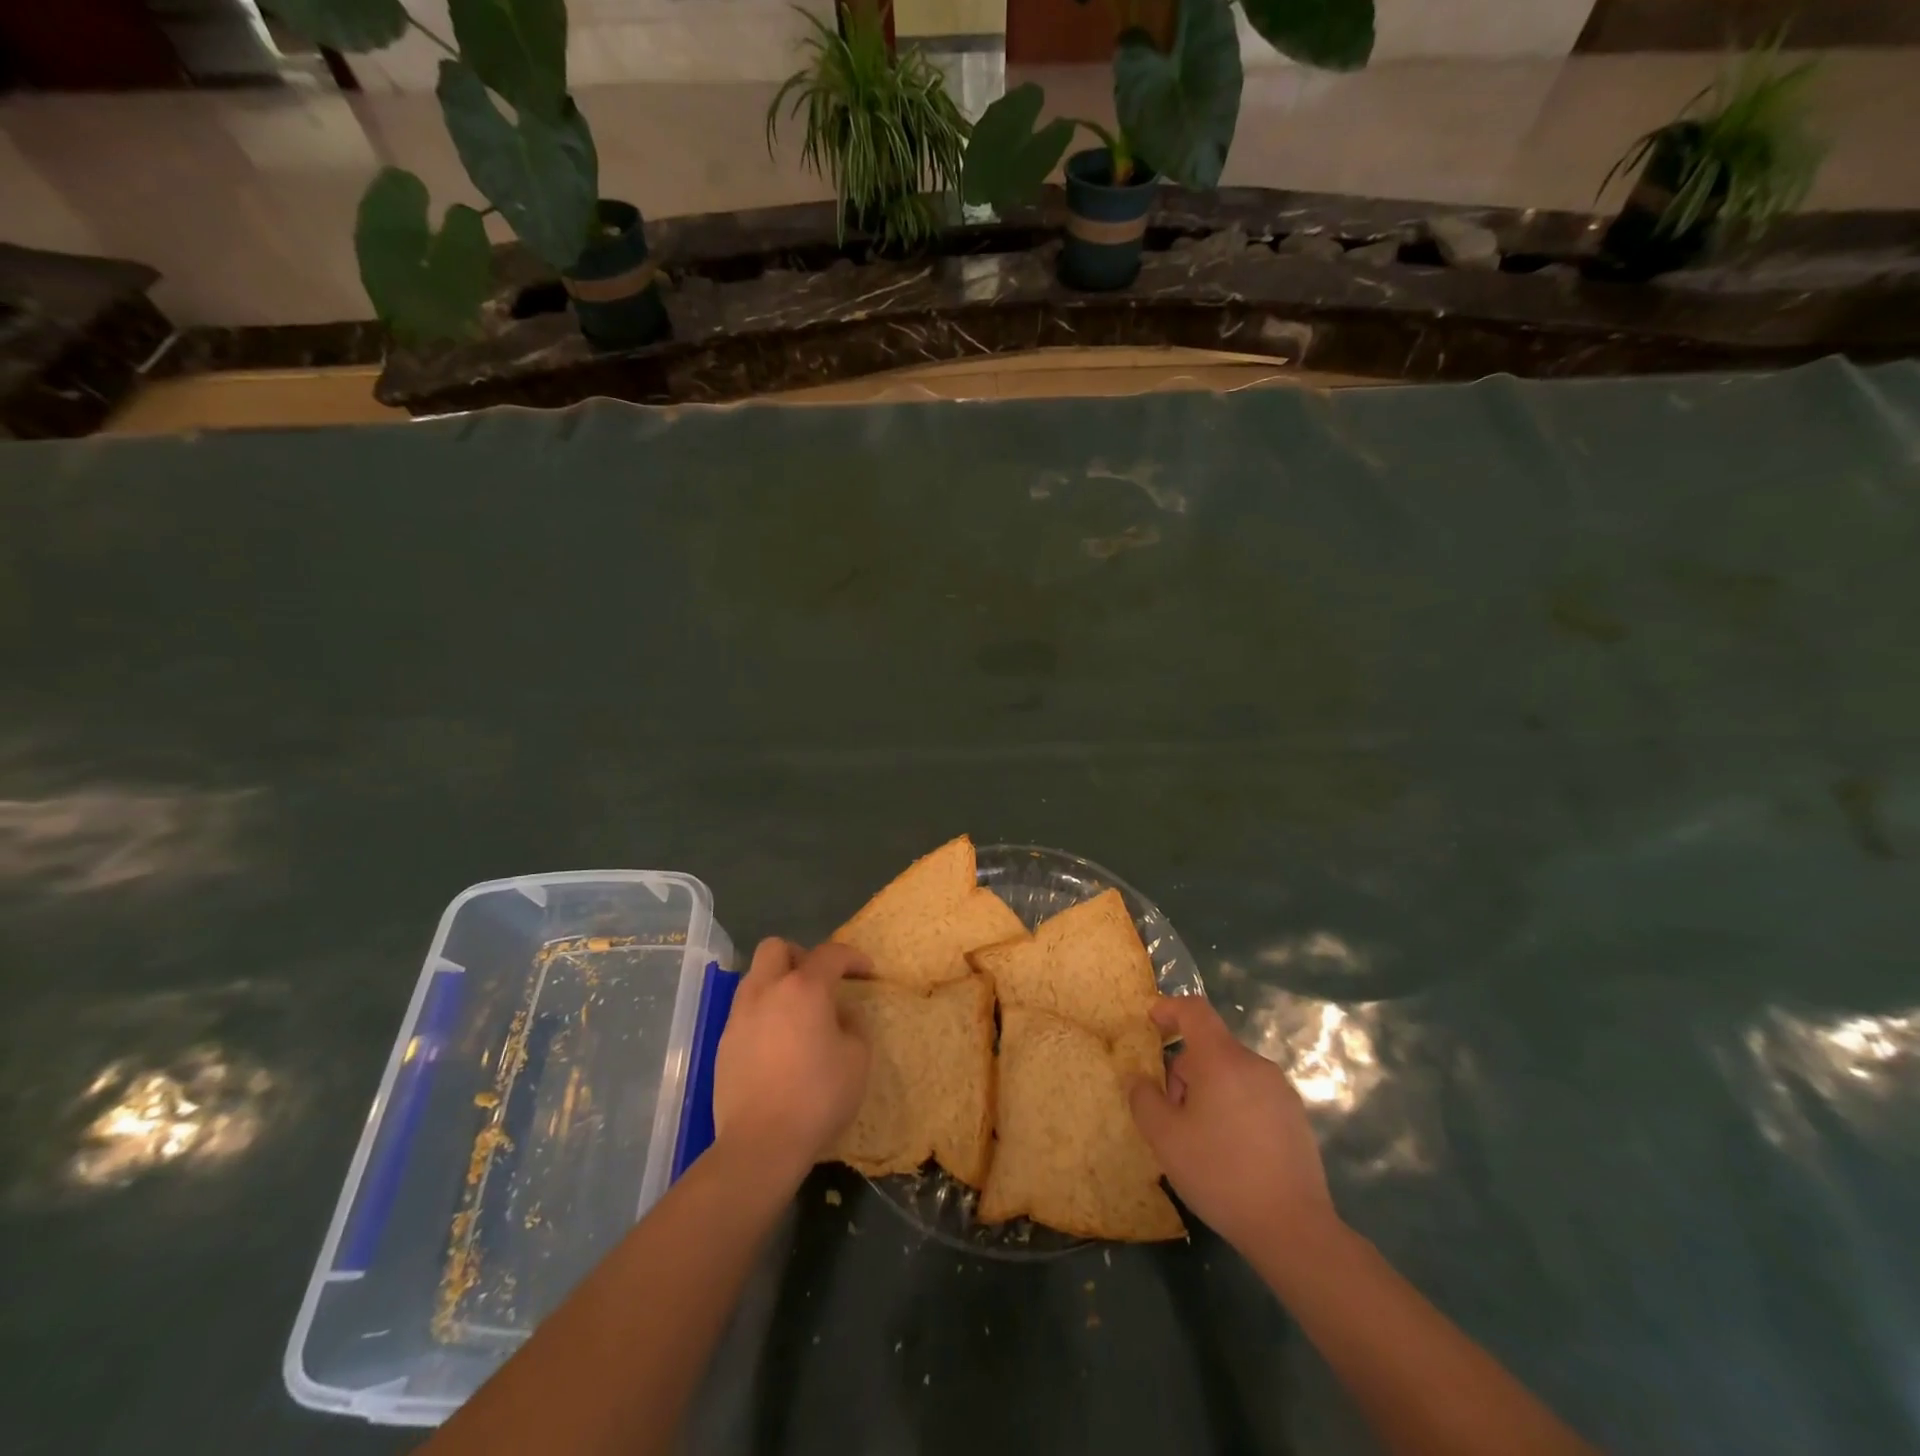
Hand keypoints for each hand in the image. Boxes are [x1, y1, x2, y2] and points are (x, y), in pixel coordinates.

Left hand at [712, 939, 870, 1181]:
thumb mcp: (858, 1058)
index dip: (852, 958)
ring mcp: (740, 1016)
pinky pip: (746, 1010)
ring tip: (798, 1012)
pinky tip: (778, 1042)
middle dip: (801, 956)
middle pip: (776, 948)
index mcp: (804, 988)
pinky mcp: (724, 1043)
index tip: (866, 972)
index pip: (830, 954)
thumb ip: (854, 1024)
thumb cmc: (818, 1096)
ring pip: (756, 977)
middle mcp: (766, 990)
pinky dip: (764, 1012)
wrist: (760, 1144)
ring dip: (778, 983)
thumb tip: (841, 1013)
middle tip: (819, 981)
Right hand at [1128, 994, 1339, 1258]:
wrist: (1294, 1229)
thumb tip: (1137, 1078)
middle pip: (1209, 1049)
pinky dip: (1233, 1107)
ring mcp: (1280, 1091)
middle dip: (1183, 1072)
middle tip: (1172, 1116)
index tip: (1151, 1022)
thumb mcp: (1166, 1139)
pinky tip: (1230, 1151)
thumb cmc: (1221, 1174)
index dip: (1169, 1008)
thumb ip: (1144, 1099)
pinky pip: (1252, 1095)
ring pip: (1230, 1074)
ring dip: (1207, 1092)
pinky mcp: (1295, 1117)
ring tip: (1199, 1139)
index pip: (1195, 1011)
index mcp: (1222, 1060)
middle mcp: (1255, 1065)